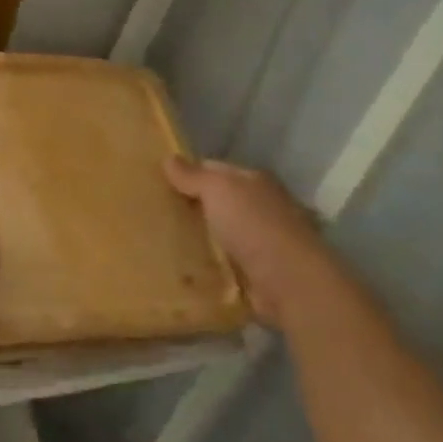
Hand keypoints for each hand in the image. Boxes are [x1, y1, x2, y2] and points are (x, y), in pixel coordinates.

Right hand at [164, 156, 334, 328]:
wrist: (290, 283)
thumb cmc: (254, 226)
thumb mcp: (219, 189)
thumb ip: (193, 175)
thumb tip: (168, 158)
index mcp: (254, 182)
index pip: (215, 170)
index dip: (187, 174)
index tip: (156, 183)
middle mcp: (260, 208)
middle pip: (216, 203)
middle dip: (188, 208)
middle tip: (152, 214)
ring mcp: (259, 243)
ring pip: (217, 235)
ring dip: (196, 240)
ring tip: (158, 243)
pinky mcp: (255, 275)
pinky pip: (221, 266)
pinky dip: (205, 268)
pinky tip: (180, 270)